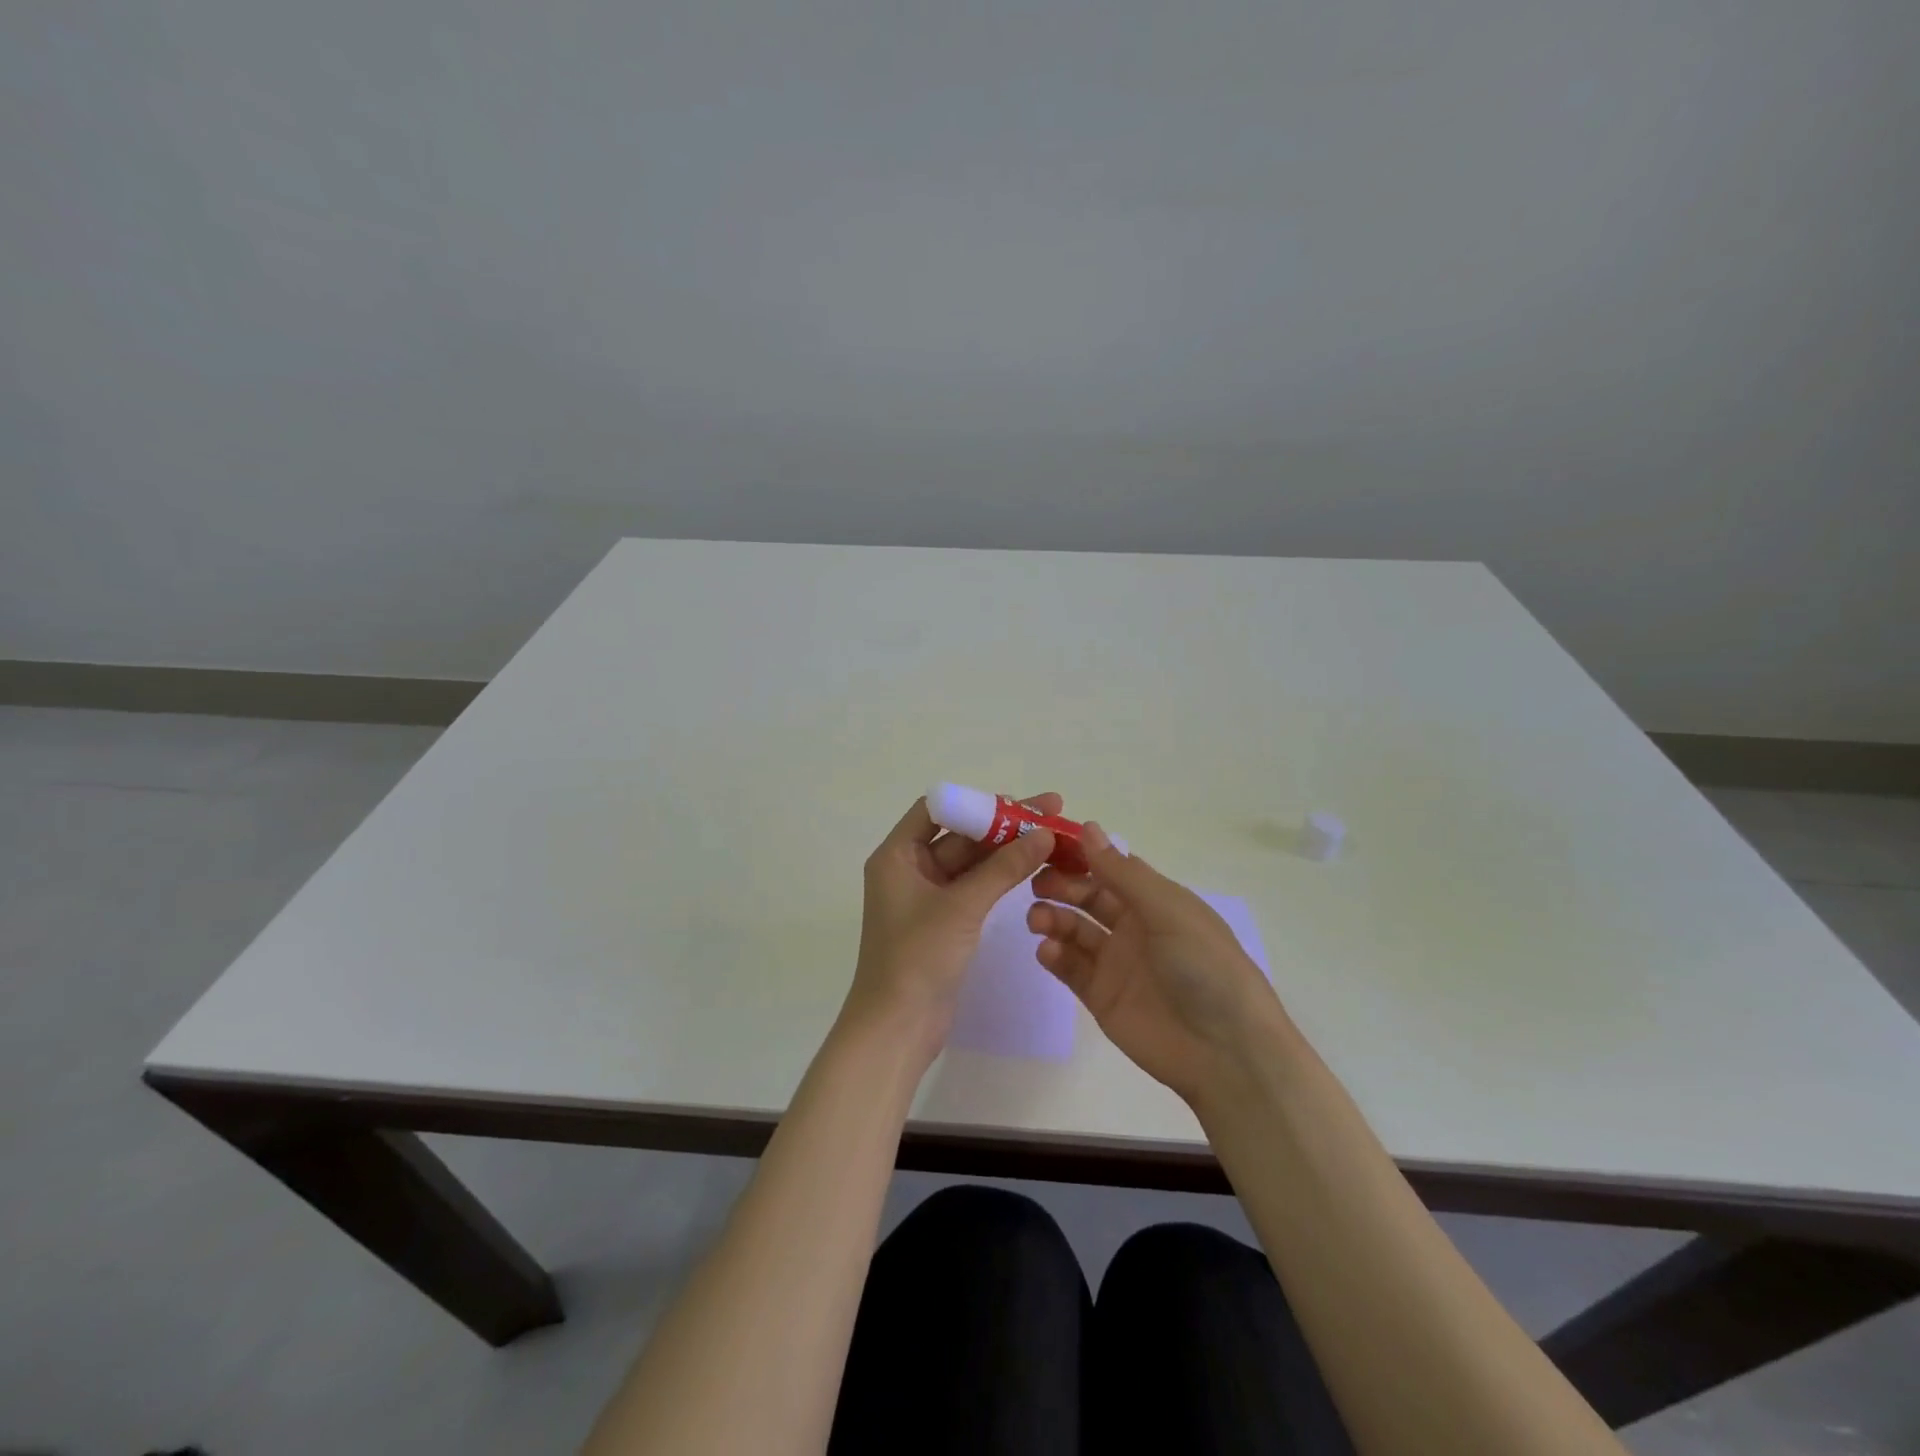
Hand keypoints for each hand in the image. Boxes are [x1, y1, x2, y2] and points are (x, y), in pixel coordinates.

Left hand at [843, 793, 1058, 1067]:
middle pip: (959, 833)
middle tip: (1050, 811)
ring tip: (1052, 836)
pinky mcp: (944, 920)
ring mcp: (927, 896)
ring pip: (971, 861)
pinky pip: (974, 886)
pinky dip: (1001, 876)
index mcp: (897, 855)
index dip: (977, 802)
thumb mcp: (962, 906)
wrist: (897, 1027)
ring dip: (1007, 850)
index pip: (937, 809)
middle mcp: (909, 868)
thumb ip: (1003, 868)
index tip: (1017, 802)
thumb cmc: (917, 957)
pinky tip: (1033, 865)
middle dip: (1003, 823)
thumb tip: (1044, 833)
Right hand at [1028, 823, 1289, 1105]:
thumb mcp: (1168, 910)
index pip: (1112, 868)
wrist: (1226, 1053)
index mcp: (1157, 901)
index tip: (1046, 844)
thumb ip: (1122, 873)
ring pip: (1074, 930)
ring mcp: (1116, 963)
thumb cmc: (1205, 967)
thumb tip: (1087, 827)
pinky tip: (1047, 950)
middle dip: (1061, 886)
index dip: (1081, 855)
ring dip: (1053, 918)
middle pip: (1088, 897)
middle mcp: (1135, 927)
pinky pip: (1071, 968)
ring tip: (1037, 919)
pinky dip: (1055, 955)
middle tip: (1037, 884)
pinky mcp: (1102, 996)